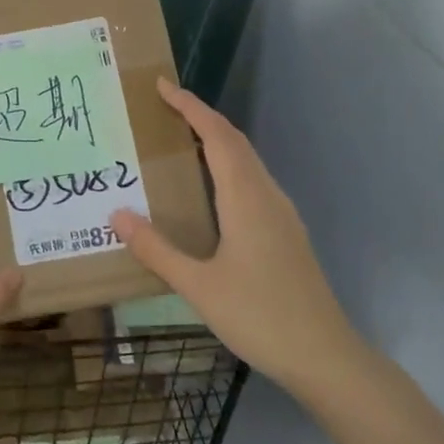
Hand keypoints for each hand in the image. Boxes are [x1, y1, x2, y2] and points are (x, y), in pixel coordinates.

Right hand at [111, 80, 361, 392]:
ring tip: (179, 140)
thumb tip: (117, 215)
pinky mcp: (286, 232)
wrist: (326, 357)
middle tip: (163, 107)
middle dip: (200, 117)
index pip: (216, 136)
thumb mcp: (198, 286)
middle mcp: (267, 195)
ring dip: (215, 141)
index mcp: (246, 198)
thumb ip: (157, 249)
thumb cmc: (260, 316)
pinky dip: (227, 165)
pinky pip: (253, 181)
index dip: (190, 107)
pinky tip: (210, 189)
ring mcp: (281, 214)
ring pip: (247, 161)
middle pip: (234, 141)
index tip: (162, 87)